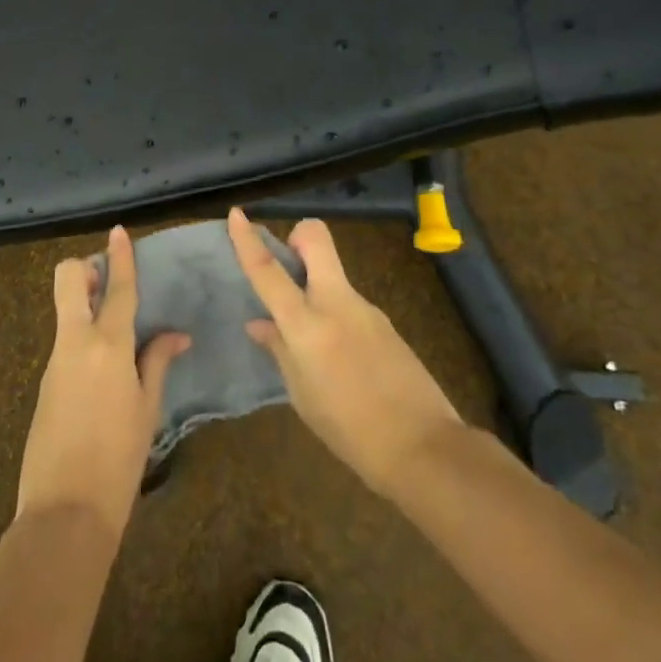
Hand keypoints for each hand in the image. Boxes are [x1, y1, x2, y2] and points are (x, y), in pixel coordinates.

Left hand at [16, 226, 189, 540]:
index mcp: (108, 346)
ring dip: (85, 304)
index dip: (119, 256)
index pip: (117, 288)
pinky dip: (81, 338)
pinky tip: (102, 369)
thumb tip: (175, 335)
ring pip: (65, 310)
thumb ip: (157, 362)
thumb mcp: (147, 409)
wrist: (65, 513)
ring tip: (115, 329)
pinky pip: (64, 342)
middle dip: (85, 268)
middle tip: (107, 280)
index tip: (118, 231)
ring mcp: (55, 360)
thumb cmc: (119, 460)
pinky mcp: (44, 382)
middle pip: (69, 280)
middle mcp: (76, 342)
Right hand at [229, 207, 463, 497]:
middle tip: (288, 266)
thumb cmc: (351, 431)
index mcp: (307, 325)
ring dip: (316, 284)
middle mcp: (336, 303)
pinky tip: (342, 357)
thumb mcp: (303, 396)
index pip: (269, 272)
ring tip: (314, 340)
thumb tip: (259, 323)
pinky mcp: (384, 320)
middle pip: (316, 238)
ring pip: (332, 273)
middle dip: (298, 237)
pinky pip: (349, 302)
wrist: (424, 447)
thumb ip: (280, 351)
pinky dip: (335, 314)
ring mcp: (365, 307)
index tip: (237, 214)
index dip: (248, 241)